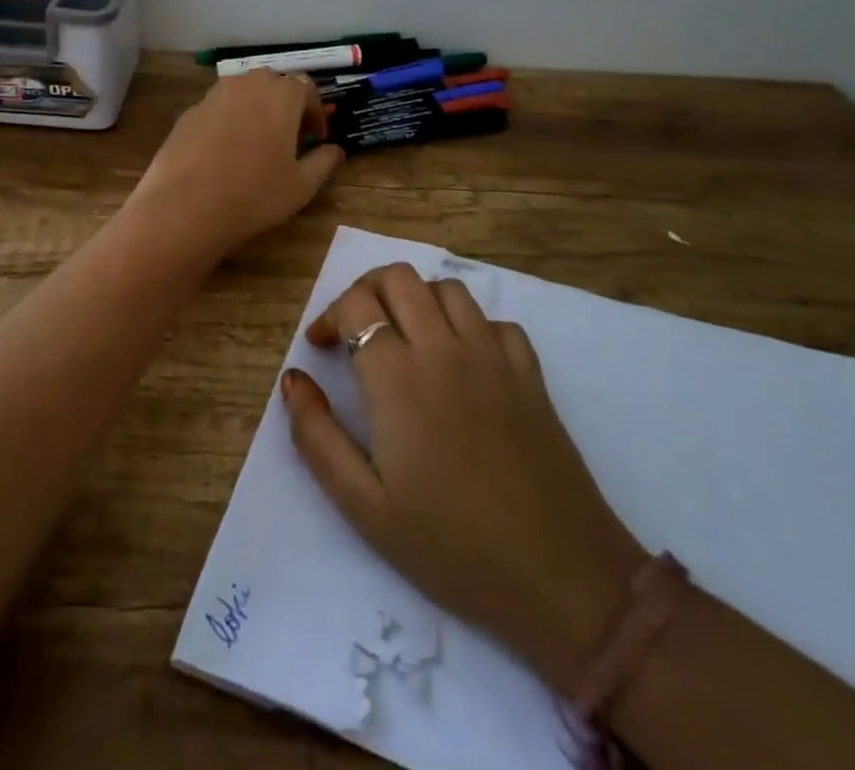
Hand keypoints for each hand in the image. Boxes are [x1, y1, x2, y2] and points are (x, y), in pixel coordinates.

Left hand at [124, 71, 342, 262]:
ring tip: (257, 144)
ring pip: (243, 93)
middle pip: (273, 84)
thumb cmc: (255, 193)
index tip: (317, 138)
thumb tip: (336, 150)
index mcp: (282, 94)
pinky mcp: (189, 112)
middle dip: (285, 106)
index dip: (316, 113)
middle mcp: (248, 84)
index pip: (307, 89)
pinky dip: (228, 122)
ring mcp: (214, 95)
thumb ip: (323, 162)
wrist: (185, 205)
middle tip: (289, 138)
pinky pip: (217, 109)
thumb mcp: (301, 185)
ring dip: (255, 110)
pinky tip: (224, 153)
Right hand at [281, 263, 646, 673]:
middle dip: (368, 291)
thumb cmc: (452, 547)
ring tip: (406, 338)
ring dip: (417, 300)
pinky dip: (470, 326)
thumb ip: (317, 437)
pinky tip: (462, 361)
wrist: (561, 577)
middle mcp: (444, 349)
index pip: (356, 304)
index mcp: (398, 377)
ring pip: (447, 289)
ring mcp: (493, 355)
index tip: (322, 347)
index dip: (330, 315)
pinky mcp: (529, 372)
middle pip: (399, 277)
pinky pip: (494, 321)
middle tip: (357, 329)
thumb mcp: (364, 507)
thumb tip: (293, 379)